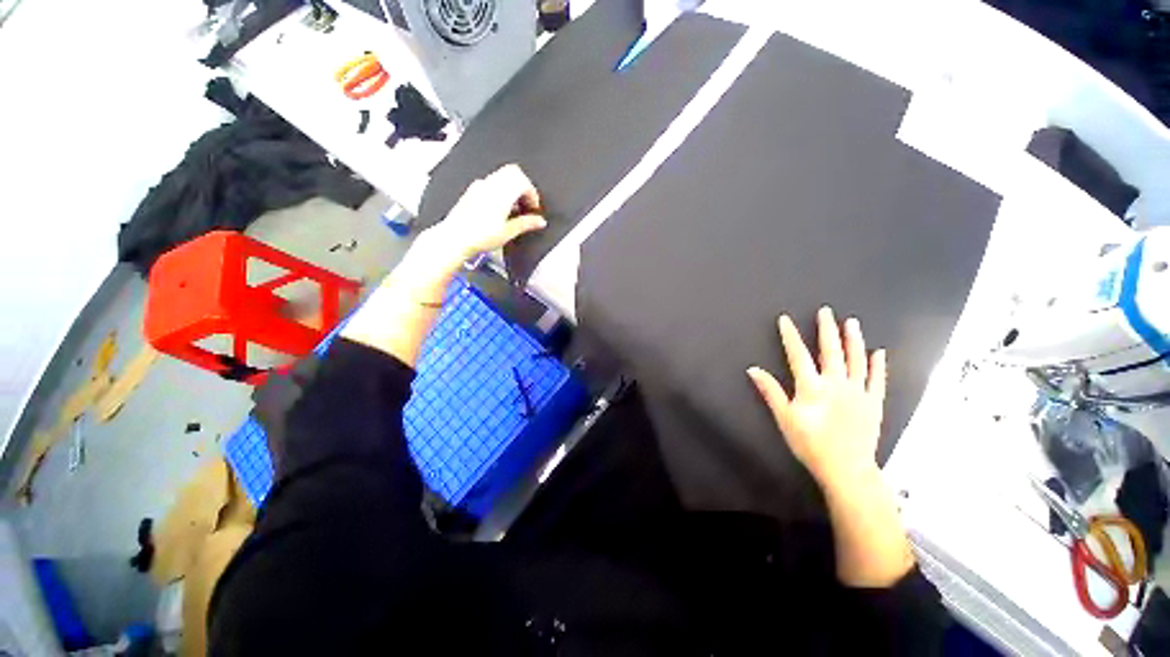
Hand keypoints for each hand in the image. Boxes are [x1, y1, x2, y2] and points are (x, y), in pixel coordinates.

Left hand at [425, 164, 546, 264]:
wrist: (454, 238)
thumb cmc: (479, 236)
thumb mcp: (508, 232)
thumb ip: (526, 224)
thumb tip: (540, 221)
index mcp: (502, 193)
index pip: (523, 181)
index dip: (532, 193)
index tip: (534, 208)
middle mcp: (490, 185)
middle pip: (513, 172)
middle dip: (523, 186)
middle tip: (526, 204)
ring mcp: (479, 186)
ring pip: (501, 175)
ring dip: (512, 187)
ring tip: (514, 208)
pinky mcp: (471, 191)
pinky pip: (490, 182)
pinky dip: (500, 189)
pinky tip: (499, 208)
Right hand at [747, 307, 886, 487]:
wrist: (847, 469)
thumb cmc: (810, 444)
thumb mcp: (785, 418)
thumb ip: (770, 391)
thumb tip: (753, 369)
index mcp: (813, 387)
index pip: (798, 355)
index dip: (790, 336)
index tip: (785, 319)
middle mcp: (837, 384)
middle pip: (831, 351)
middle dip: (826, 329)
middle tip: (825, 311)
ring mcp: (858, 393)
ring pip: (857, 360)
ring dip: (853, 340)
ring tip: (851, 322)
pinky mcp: (873, 403)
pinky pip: (877, 380)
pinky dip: (878, 365)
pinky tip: (878, 352)